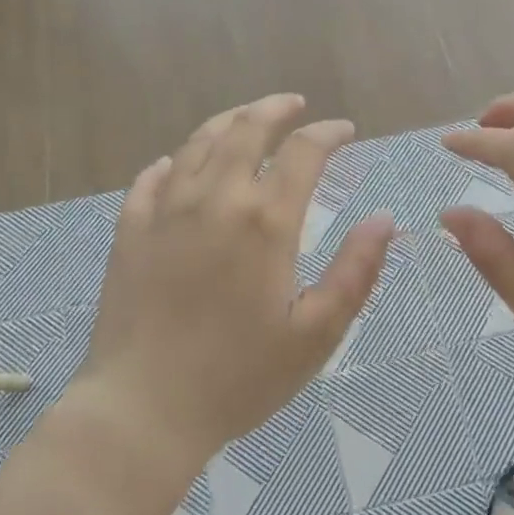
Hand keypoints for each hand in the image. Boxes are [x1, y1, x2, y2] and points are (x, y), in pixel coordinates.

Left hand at [78, 95, 395, 469]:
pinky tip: (179, 164)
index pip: (303, 152)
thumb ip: (355, 272)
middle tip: (294, 105)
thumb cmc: (239, 378)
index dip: (328, 134)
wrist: (143, 409)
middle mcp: (215, 199)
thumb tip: (384, 219)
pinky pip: (151, 178)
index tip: (344, 131)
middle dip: (276, 108)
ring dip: (228, 122)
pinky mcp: (129, 230)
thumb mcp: (316, 334)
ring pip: (198, 142)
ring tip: (246, 119)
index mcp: (265, 221)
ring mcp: (165, 210)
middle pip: (246, 128)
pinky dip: (173, 161)